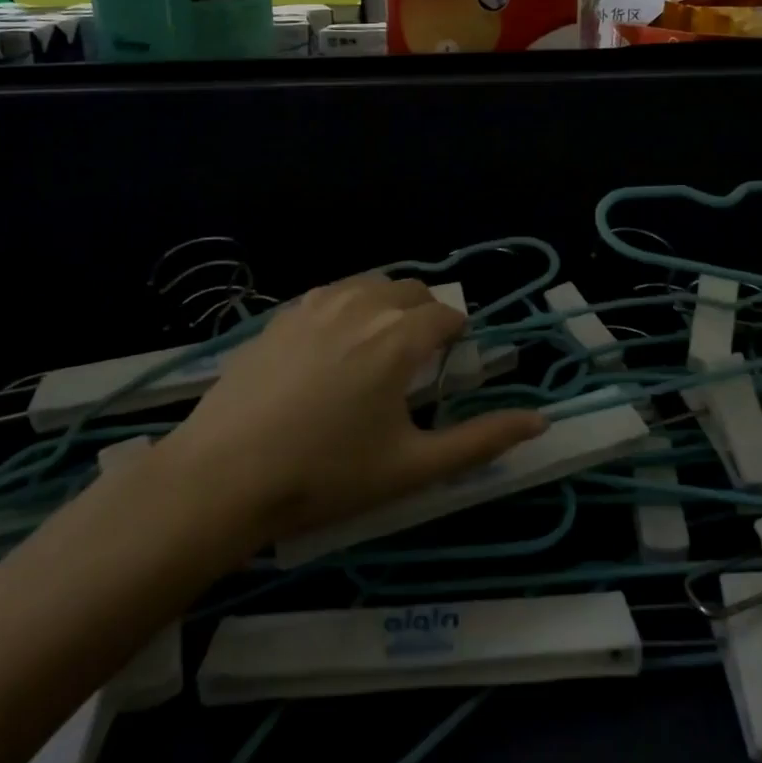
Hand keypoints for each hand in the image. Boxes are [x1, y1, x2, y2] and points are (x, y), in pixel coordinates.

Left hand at [155, 275, 546, 543]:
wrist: (222, 477)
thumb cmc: (326, 475)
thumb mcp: (412, 467)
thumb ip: (481, 441)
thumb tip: (539, 421)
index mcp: (399, 336)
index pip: (447, 314)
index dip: (455, 337)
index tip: (448, 366)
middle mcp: (362, 304)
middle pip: (411, 290)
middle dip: (424, 315)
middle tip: (414, 362)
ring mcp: (315, 303)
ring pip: (370, 285)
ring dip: (386, 306)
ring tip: (374, 352)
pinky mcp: (281, 314)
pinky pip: (330, 295)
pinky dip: (346, 309)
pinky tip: (328, 351)